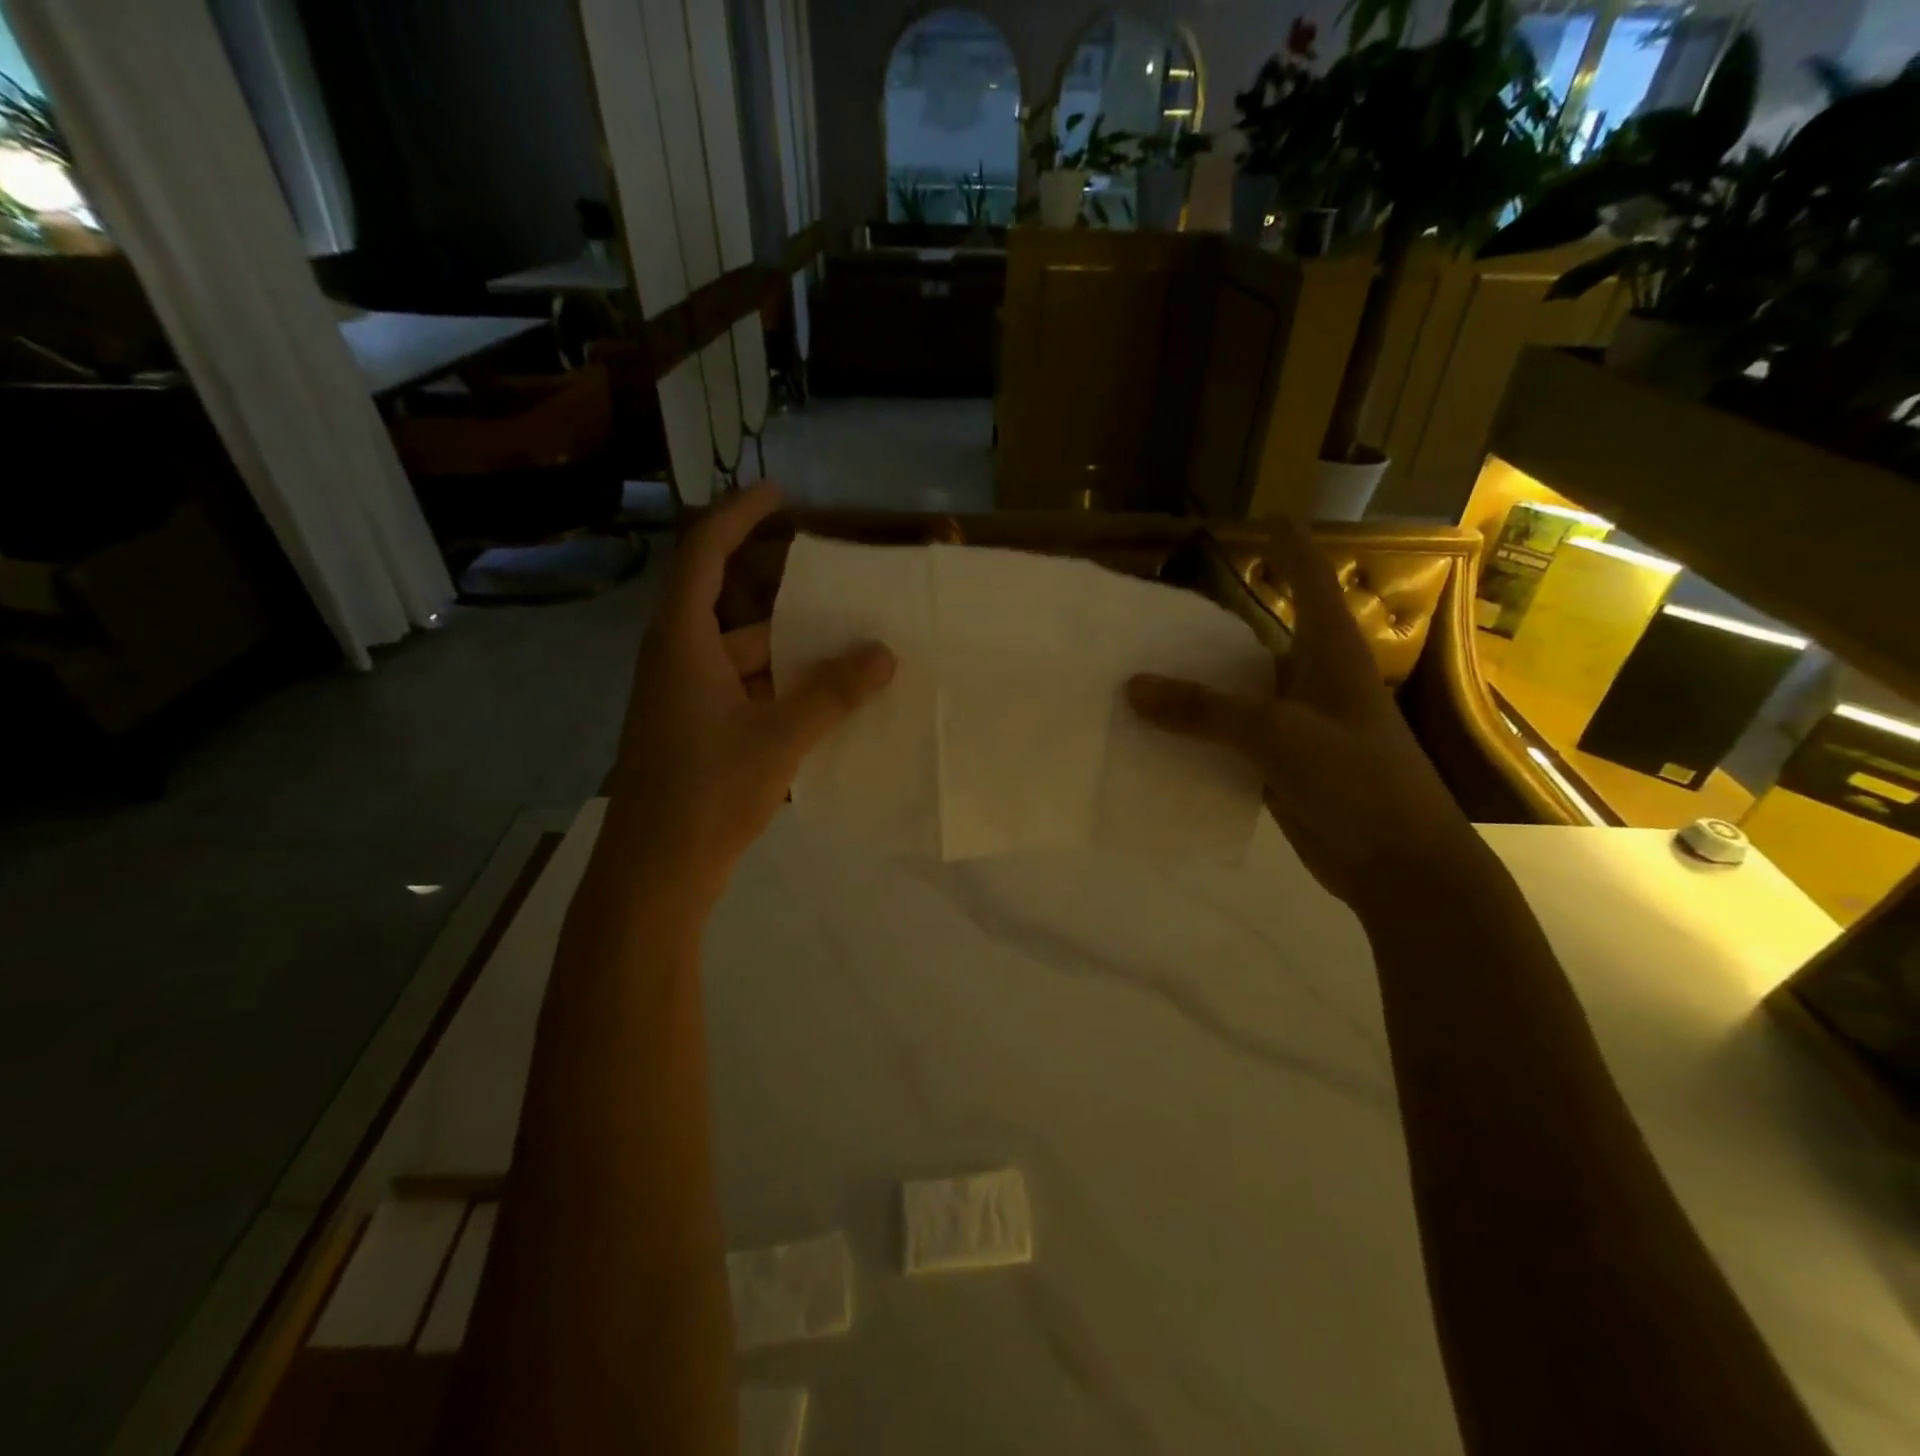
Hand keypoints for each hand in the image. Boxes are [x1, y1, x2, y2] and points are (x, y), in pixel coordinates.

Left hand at [606, 486, 895, 911]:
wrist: (654, 873)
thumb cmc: (706, 793)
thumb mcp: (778, 738)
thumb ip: (831, 694)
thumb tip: (884, 653)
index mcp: (682, 642)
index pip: (703, 553)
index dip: (739, 515)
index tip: (780, 496)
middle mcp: (678, 660)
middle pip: (734, 608)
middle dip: (787, 598)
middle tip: (843, 590)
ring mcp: (686, 700)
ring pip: (745, 657)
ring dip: (793, 653)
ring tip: (852, 650)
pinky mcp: (698, 733)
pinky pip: (747, 693)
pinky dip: (784, 691)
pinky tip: (829, 704)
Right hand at [1127, 520, 1477, 908]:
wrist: (1400, 866)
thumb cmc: (1357, 781)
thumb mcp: (1278, 735)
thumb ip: (1204, 711)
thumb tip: (1133, 686)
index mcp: (1331, 656)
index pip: (1311, 583)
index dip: (1290, 548)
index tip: (1265, 519)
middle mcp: (1314, 683)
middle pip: (1258, 641)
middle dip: (1211, 630)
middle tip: (1154, 620)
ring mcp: (1299, 729)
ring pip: (1238, 697)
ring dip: (1197, 690)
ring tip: (1139, 676)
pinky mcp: (1283, 769)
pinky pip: (1230, 743)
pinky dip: (1199, 739)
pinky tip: (1158, 739)